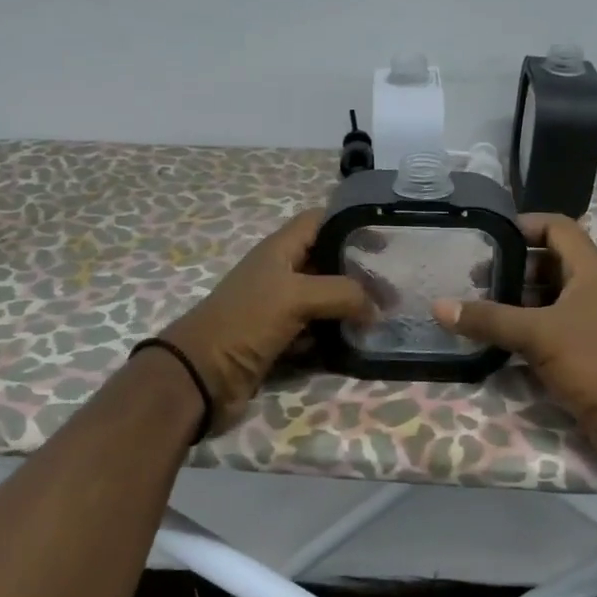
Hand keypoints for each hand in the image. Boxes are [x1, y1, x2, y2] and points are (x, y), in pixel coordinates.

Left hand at [155, 210, 369, 429]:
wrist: (202, 375)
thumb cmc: (246, 321)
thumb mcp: (296, 296)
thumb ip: (342, 293)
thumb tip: (376, 307)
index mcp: (280, 250)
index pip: (319, 221)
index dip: (350, 223)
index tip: (386, 239)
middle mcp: (281, 274)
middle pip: (327, 262)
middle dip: (358, 272)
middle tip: (394, 287)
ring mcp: (279, 308)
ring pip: (324, 300)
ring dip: (350, 308)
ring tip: (384, 315)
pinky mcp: (280, 340)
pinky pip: (316, 332)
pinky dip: (334, 336)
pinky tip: (357, 342)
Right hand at [433, 214, 596, 464]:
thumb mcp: (539, 335)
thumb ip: (490, 319)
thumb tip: (439, 306)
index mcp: (590, 269)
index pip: (556, 227)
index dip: (523, 224)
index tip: (486, 235)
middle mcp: (592, 288)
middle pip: (547, 263)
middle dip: (511, 267)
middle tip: (472, 278)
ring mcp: (590, 320)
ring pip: (547, 298)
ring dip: (515, 301)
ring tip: (477, 308)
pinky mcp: (584, 350)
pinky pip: (549, 328)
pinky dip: (524, 329)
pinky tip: (495, 339)